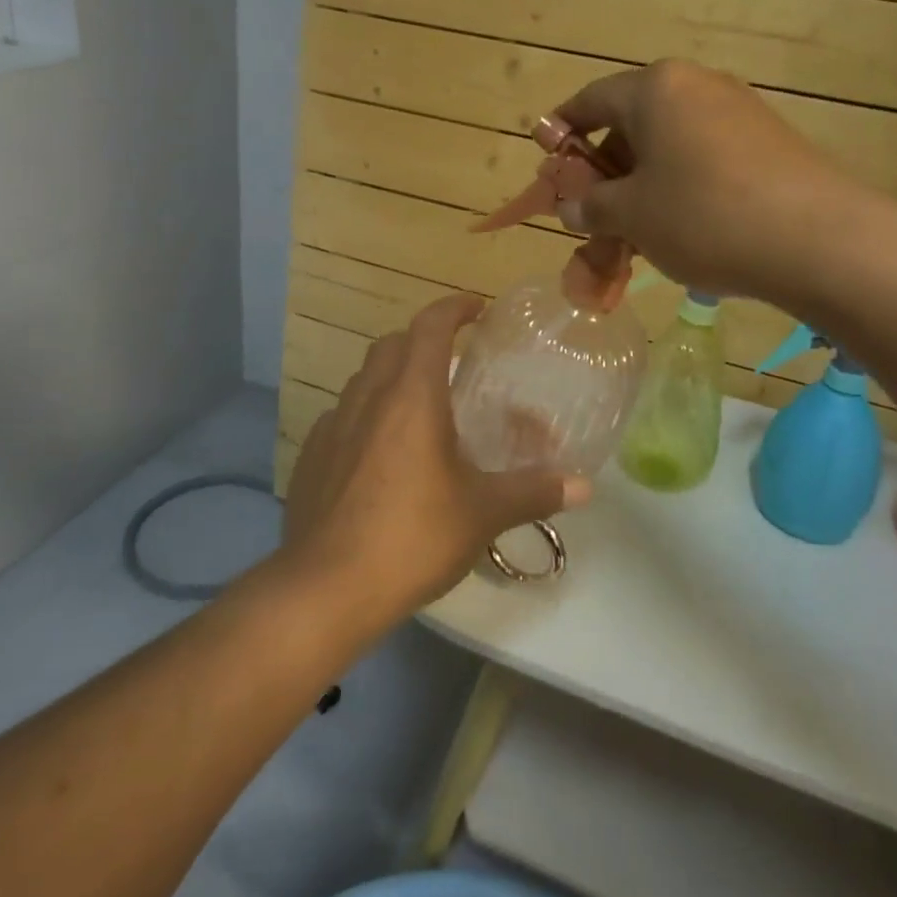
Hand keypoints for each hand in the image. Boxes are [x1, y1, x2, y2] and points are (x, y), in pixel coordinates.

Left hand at [282, 293, 589, 619]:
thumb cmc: (413, 537)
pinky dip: (366, 416)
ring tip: (420, 408)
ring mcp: (333, 427)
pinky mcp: (311, 458)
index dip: (454, 308)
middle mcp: (368, 399)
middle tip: (453, 362)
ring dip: (392, 377)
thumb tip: (585, 487)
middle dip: (422, 340)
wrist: (326, 589)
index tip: (476, 309)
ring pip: (363, 379)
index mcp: (412, 396)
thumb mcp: (483, 514)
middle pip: (392, 344)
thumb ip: (535, 492)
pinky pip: (343, 418)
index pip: (430, 326)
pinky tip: (380, 454)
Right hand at [554, 60, 859, 307]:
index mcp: (655, 88)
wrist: (816, 239)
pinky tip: (679, 227)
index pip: (590, 100)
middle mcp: (696, 86)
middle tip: (589, 210)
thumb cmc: (702, 215)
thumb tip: (571, 206)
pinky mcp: (767, 141)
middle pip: (631, 121)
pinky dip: (679, 185)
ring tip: (633, 229)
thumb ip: (591, 206)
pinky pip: (703, 156)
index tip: (547, 160)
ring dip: (641, 182)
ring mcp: (738, 111)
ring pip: (668, 143)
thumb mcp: (631, 215)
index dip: (562, 130)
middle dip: (604, 167)